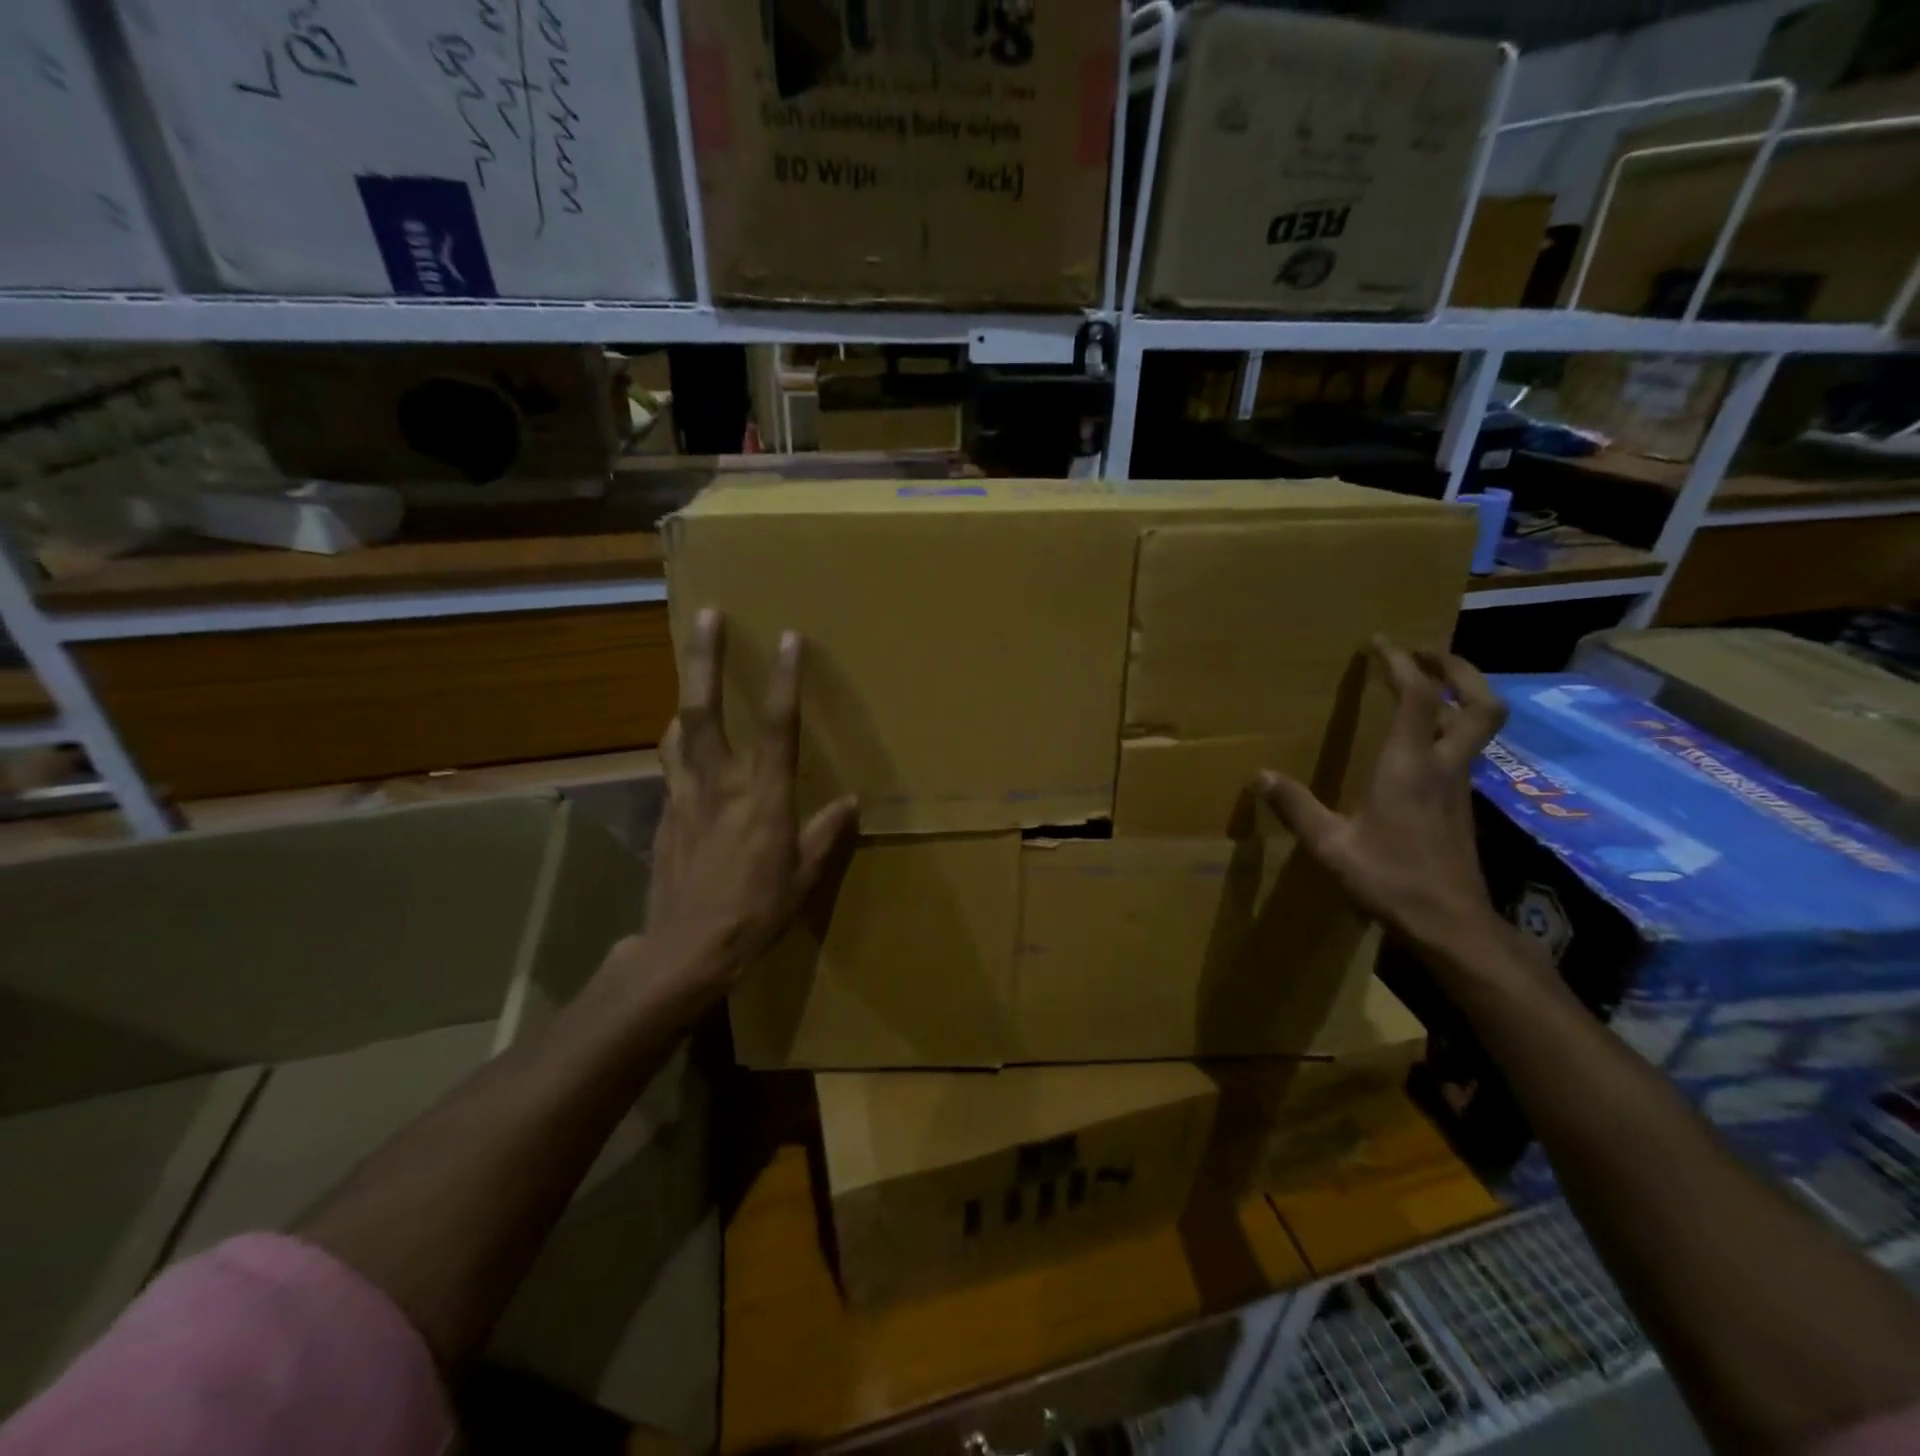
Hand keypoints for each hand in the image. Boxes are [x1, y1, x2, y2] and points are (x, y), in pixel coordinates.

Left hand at [640, 609, 856, 992]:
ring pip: (677, 733)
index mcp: (763, 797)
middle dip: (705, 659)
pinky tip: (683, 752)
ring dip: (685, 699)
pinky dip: (678, 748)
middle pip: (703, 710)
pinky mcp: (663, 816)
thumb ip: (825, 833)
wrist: (685, 950)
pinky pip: (670, 769)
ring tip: (692, 680)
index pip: (779, 727)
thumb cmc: (755, 912)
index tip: (789, 639)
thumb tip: (850, 803)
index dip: (785, 680)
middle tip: (707, 616)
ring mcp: (683, 797)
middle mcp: (719, 784)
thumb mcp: (804, 876)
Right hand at [1260, 638, 1505, 956]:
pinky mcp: (1462, 806)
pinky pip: (1464, 750)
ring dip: (1458, 696)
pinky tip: (1419, 743)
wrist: (1451, 925)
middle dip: (1457, 669)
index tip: (1380, 642)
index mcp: (1410, 766)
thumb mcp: (1330, 845)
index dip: (1401, 663)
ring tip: (1423, 688)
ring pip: (1479, 726)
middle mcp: (1444, 766)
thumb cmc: (1390, 880)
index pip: (1418, 696)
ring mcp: (1460, 786)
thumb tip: (1260, 776)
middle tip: (1424, 654)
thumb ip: (1296, 807)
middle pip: (1478, 703)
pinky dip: (1449, 728)